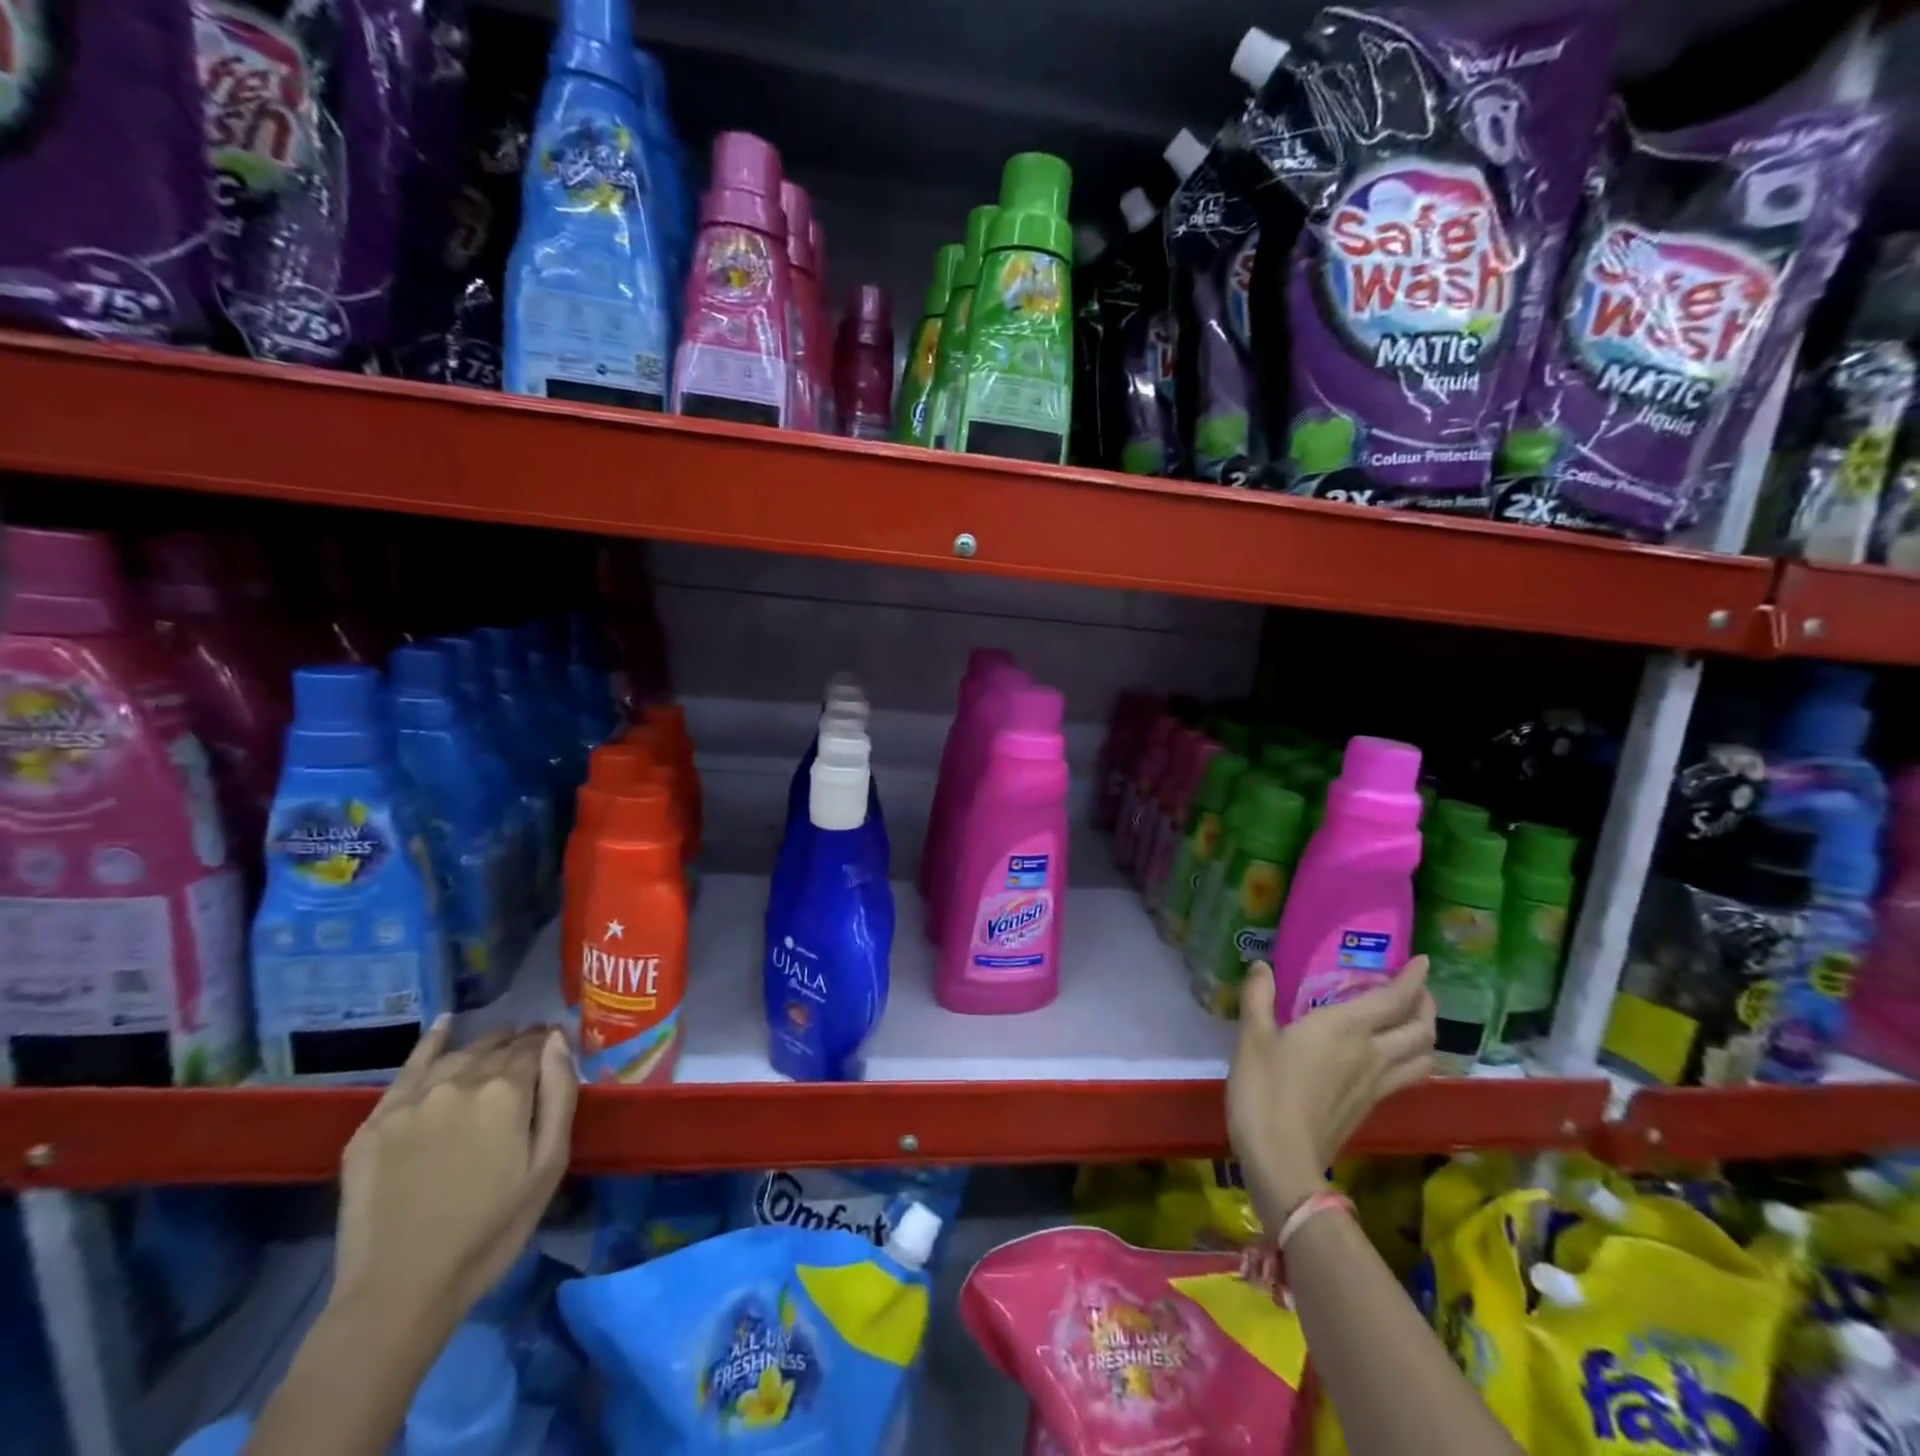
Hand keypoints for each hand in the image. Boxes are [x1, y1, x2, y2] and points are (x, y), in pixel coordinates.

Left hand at [331, 1020, 577, 1337]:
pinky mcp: (373, 1124)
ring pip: (456, 1056)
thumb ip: (559, 1095)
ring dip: (481, 1047)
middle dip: (516, 1044)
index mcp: (505, 1092)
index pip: (533, 1048)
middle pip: (495, 1048)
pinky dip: (430, 1043)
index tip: (556, 1044)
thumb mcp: (548, 1165)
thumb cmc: (492, 1230)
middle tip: (529, 1051)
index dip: (548, 1043)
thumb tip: (557, 1041)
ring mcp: (411, 1101)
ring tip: (495, 1047)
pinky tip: (444, 1025)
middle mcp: (458, 1082)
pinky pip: (407, 1069)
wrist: (399, 1291)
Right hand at [1227, 958, 1435, 1223]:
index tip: (1422, 961)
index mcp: (1345, 1029)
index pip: (1393, 999)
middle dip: (1425, 1005)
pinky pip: (1407, 1076)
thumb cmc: (1265, 1090)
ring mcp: (1376, 1085)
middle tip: (1417, 989)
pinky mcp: (1371, 1107)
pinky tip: (1391, 1056)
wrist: (1282, 1158)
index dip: (1412, 979)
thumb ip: (1258, 997)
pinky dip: (1412, 1059)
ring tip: (1413, 1021)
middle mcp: (1371, 1053)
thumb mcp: (1252, 1037)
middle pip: (1420, 1030)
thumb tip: (1262, 966)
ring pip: (1422, 1057)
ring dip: (1425, 1035)